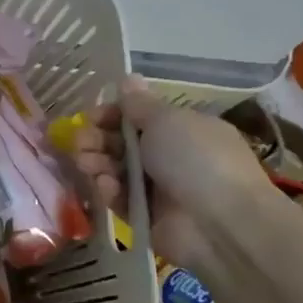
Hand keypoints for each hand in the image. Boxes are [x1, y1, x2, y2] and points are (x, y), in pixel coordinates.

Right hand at [68, 76, 273, 271]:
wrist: (221, 224)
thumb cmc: (196, 160)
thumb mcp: (167, 121)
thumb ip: (140, 104)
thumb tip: (128, 78)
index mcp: (183, 130)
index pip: (139, 118)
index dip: (112, 115)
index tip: (92, 116)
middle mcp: (171, 157)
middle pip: (123, 144)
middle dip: (98, 139)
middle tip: (80, 141)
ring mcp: (159, 189)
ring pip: (117, 170)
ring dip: (98, 162)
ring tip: (85, 162)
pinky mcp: (147, 217)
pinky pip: (120, 199)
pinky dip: (110, 191)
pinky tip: (106, 186)